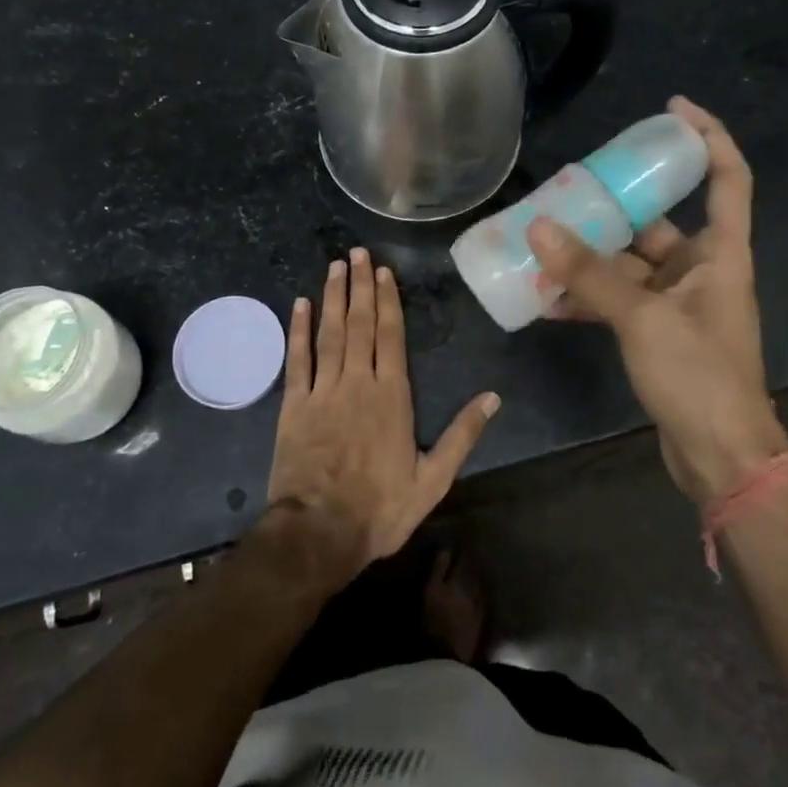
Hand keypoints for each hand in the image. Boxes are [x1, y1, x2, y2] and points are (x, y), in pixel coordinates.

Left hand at [267, 248, 499, 578]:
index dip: (387, 301)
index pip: (391, 336)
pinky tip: (300, 304)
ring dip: (333, 297)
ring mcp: (322, 390)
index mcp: (391, 395)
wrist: (319, 533)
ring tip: (335, 266)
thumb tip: (493, 398)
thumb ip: (462, 435)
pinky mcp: (294, 405)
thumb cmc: (380, 508)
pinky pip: (297, 359)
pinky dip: (298, 330)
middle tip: (357, 253)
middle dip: (360, 285)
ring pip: (329, 333)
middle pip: (359, 324)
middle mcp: (357, 382)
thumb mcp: (433, 479)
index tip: (383, 271)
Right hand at [528, 97, 787, 503]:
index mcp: (720, 252)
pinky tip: (545, 300)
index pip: (728, 177)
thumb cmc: (699, 376)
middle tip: (568, 186)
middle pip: (657, 220)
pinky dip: (587, 298)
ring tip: (541, 241)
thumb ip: (590, 274)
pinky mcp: (657, 333)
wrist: (720, 458)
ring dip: (589, 257)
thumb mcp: (642, 318)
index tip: (671, 110)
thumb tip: (540, 227)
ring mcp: (677, 303)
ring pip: (628, 264)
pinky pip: (617, 300)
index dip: (707, 136)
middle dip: (613, 205)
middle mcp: (701, 269)